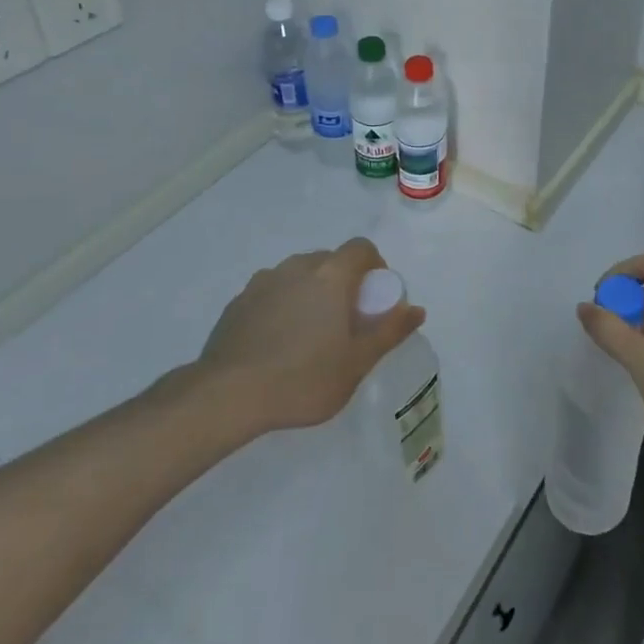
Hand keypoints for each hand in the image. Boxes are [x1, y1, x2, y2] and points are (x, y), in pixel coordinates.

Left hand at [183, 237, 424, 434]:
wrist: (227, 396)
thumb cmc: (303, 378)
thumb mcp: (357, 363)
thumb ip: (389, 331)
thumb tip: (417, 310)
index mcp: (331, 275)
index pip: (361, 248)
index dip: (374, 266)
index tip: (373, 299)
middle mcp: (298, 267)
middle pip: (329, 260)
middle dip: (342, 282)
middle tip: (344, 322)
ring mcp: (263, 281)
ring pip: (298, 275)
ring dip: (310, 292)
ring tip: (308, 334)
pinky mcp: (238, 301)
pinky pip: (271, 292)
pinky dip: (282, 306)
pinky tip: (276, 343)